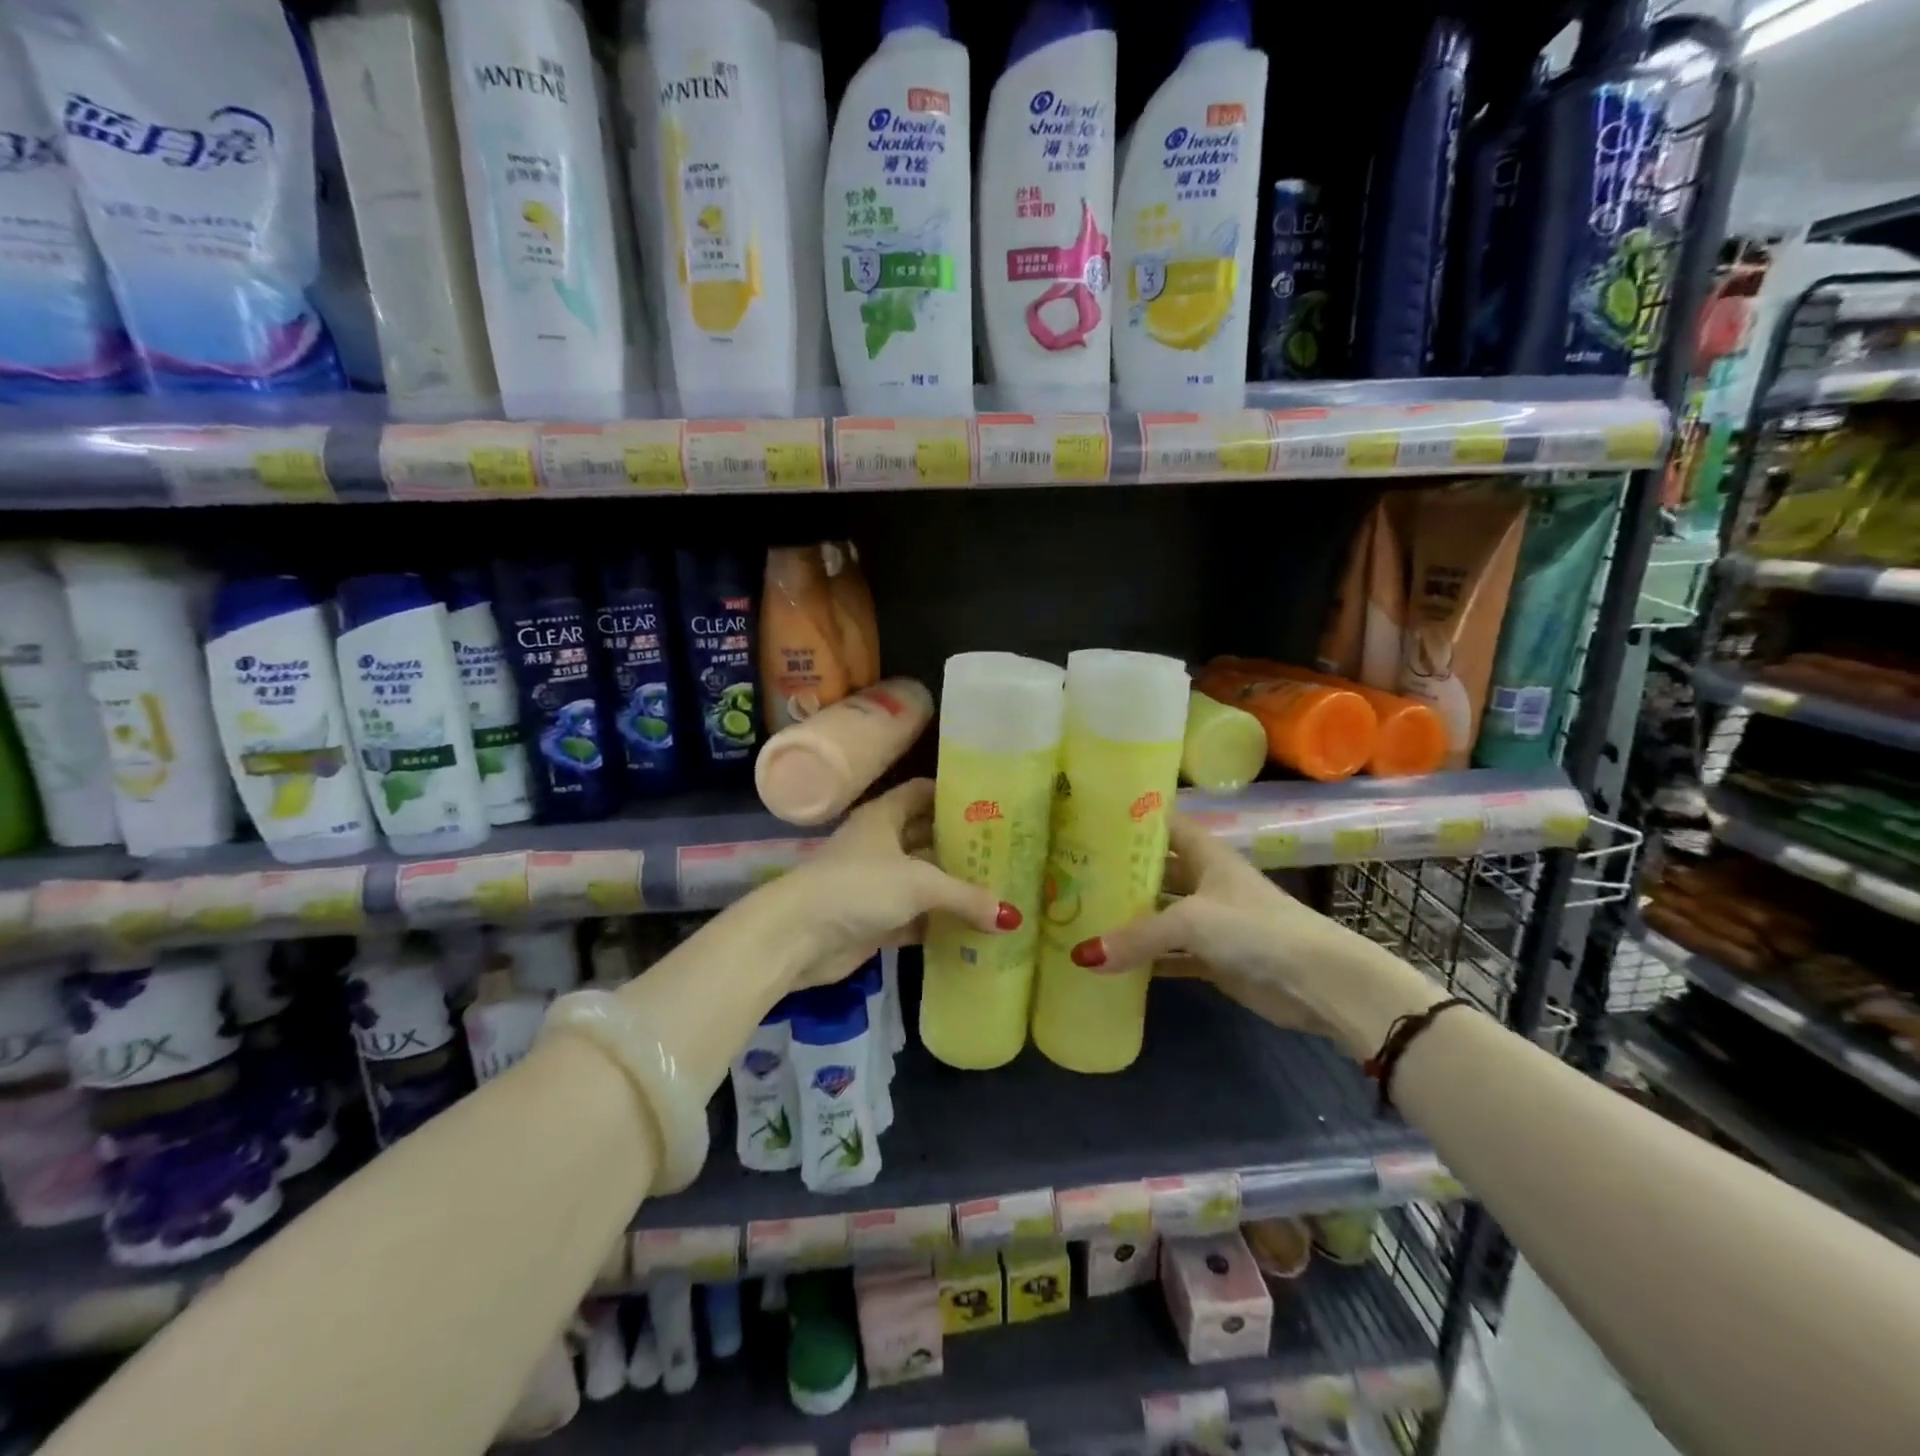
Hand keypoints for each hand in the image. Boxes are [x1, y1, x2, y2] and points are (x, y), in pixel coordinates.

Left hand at [778, 779, 1018, 988]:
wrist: (798, 937)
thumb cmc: (858, 887)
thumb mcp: (919, 884)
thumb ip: (966, 897)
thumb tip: (1012, 917)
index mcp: (883, 817)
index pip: (922, 793)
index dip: (953, 795)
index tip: (992, 804)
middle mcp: (881, 845)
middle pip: (927, 838)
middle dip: (962, 846)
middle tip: (1006, 852)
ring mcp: (877, 884)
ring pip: (924, 881)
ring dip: (954, 888)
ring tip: (1001, 888)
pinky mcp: (876, 920)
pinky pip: (917, 918)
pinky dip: (941, 924)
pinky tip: (975, 929)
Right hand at [1065, 814, 1438, 1057]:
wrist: (1317, 981)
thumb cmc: (1255, 928)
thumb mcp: (1191, 921)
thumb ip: (1137, 937)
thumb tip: (1081, 956)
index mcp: (1203, 853)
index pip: (1160, 824)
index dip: (1128, 818)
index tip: (1084, 819)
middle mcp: (1203, 880)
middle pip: (1152, 870)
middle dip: (1116, 873)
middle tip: (1067, 872)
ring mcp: (1207, 920)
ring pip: (1157, 914)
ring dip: (1126, 918)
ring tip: (1076, 914)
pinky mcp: (1210, 957)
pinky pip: (1167, 953)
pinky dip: (1143, 959)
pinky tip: (1108, 963)